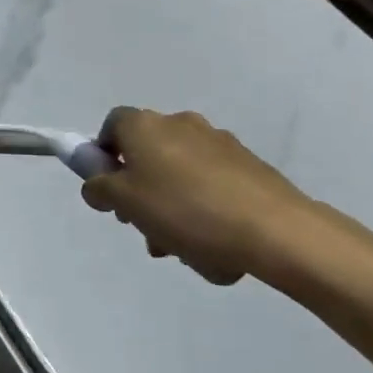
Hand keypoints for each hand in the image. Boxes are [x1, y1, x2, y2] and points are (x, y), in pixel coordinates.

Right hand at [79, 108, 331, 284]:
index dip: (103, 155)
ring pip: (179, 175)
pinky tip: (213, 246)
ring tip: (180, 249)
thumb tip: (97, 184)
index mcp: (146, 125)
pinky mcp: (248, 165)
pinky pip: (211, 187)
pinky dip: (204, 210)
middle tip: (142, 227)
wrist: (274, 230)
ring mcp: (218, 143)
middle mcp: (180, 123)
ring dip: (171, 207)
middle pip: (147, 154)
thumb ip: (100, 189)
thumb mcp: (125, 203)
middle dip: (140, 191)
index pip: (112, 126)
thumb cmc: (185, 210)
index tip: (108, 188)